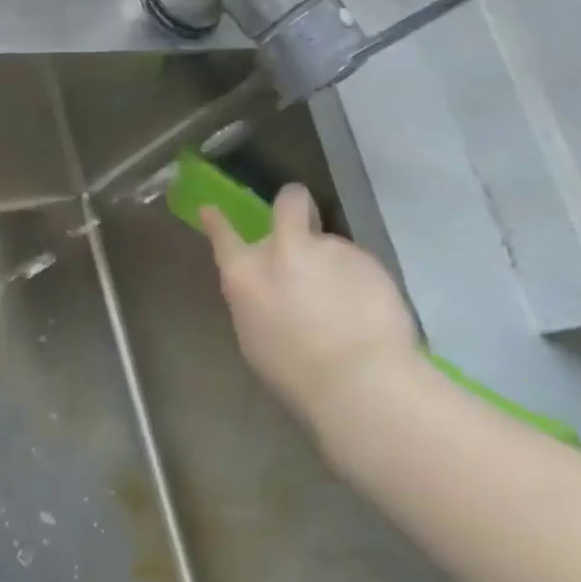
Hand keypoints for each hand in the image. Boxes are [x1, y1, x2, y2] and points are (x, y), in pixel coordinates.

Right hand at [200, 184, 420, 421]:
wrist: (360, 378)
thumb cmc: (294, 371)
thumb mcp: (253, 337)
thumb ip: (254, 300)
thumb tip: (264, 288)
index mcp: (246, 274)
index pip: (223, 236)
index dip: (217, 222)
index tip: (212, 210)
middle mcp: (284, 250)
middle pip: (289, 202)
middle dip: (293, 204)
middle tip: (300, 220)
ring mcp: (329, 249)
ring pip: (328, 245)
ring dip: (331, 265)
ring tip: (345, 306)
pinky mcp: (368, 259)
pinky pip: (357, 265)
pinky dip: (359, 282)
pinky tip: (366, 313)